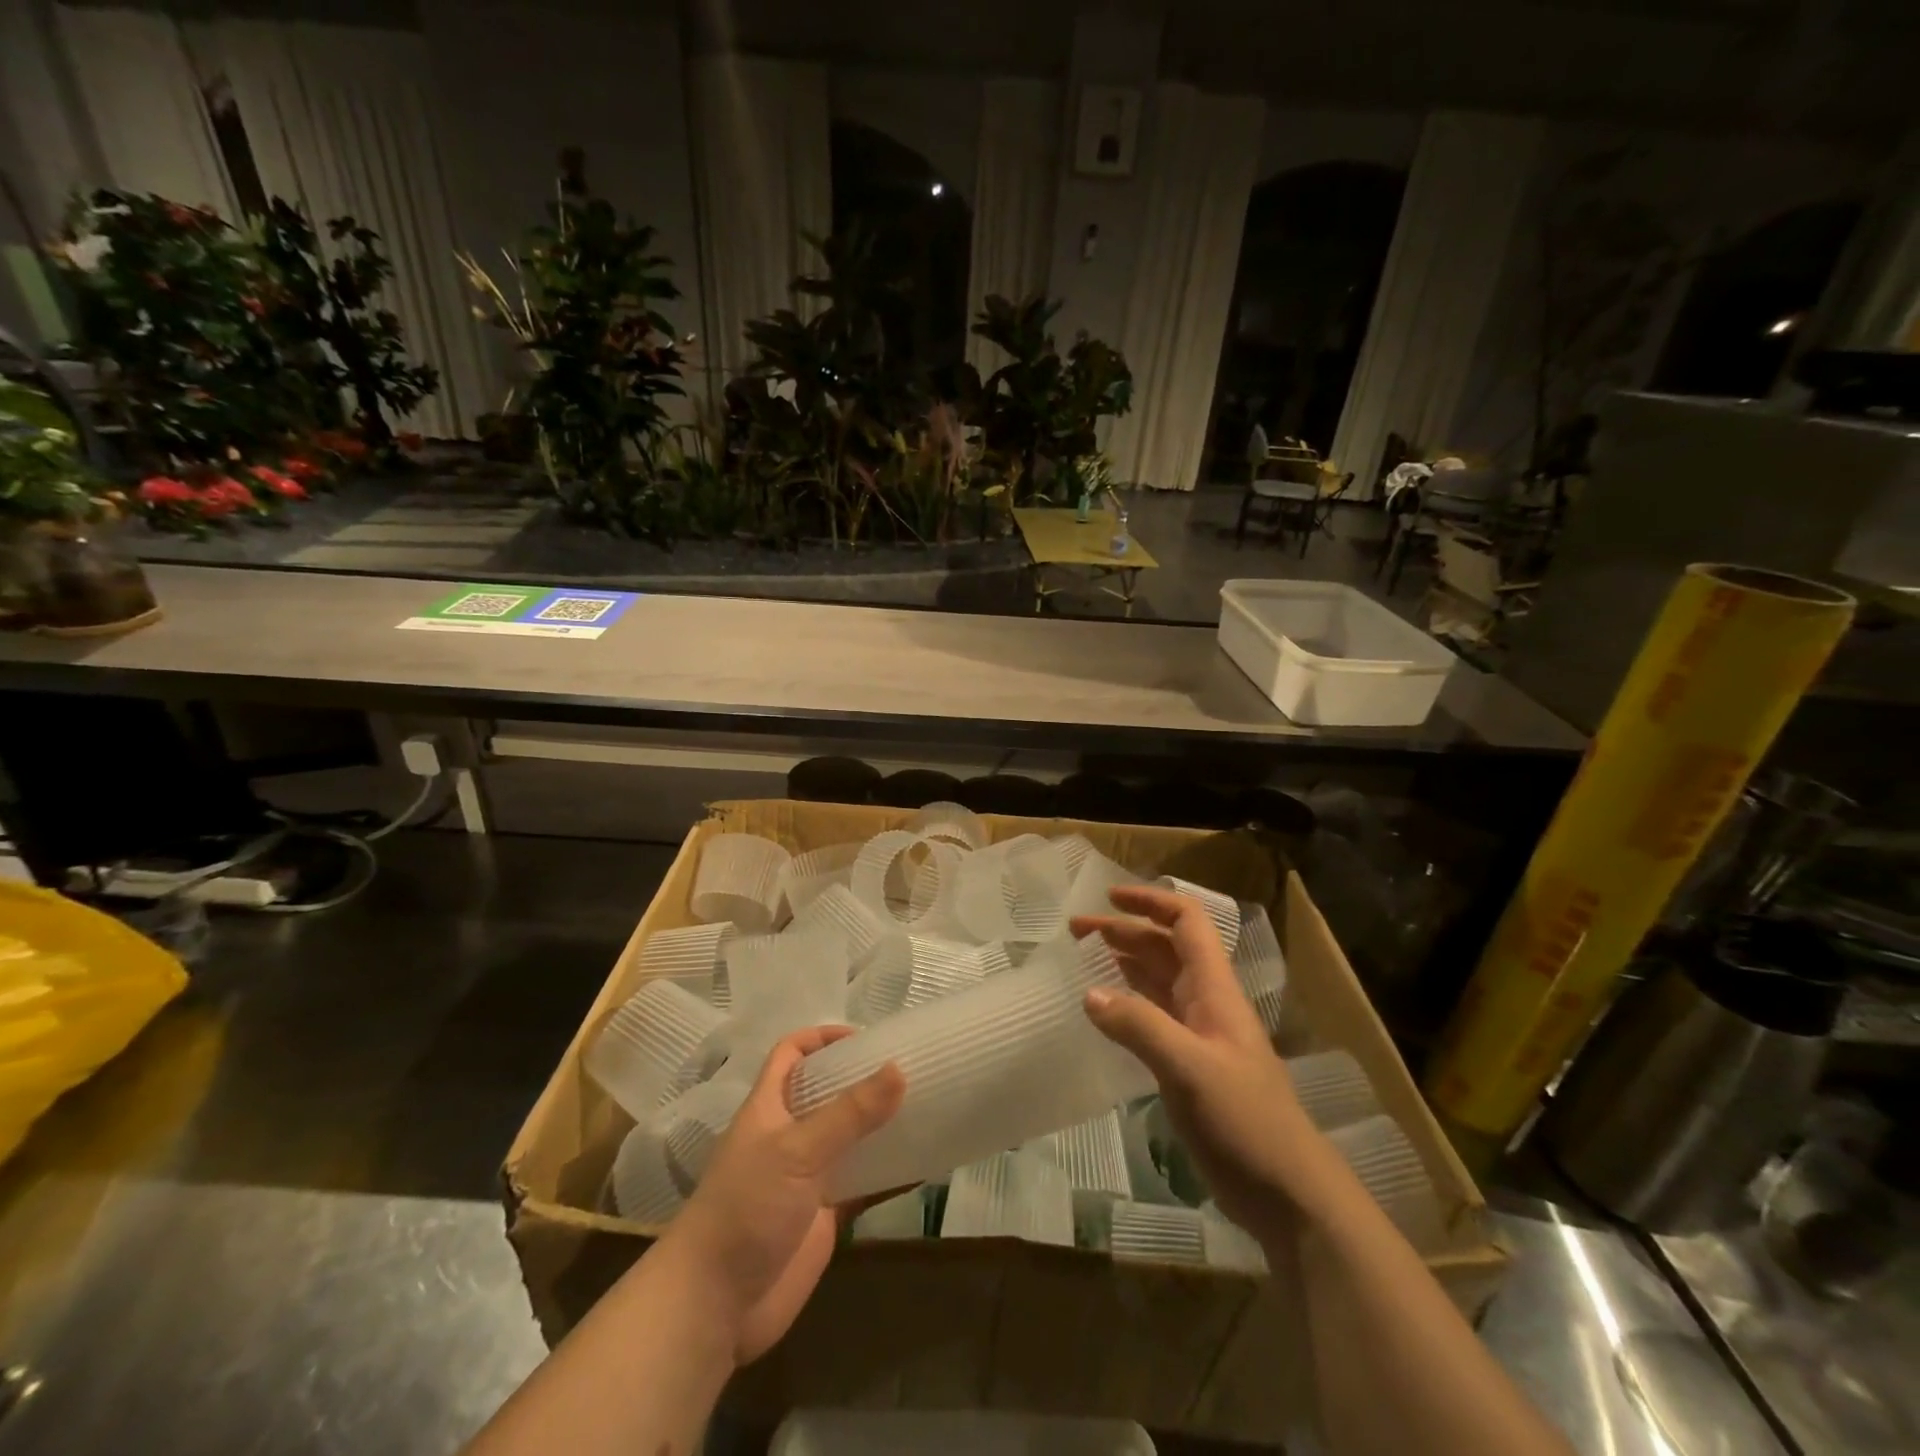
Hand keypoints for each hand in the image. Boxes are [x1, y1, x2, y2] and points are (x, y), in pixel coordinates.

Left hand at [661, 1026, 903, 1364]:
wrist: (714, 1307)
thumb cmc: (746, 1209)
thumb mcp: (797, 1151)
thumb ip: (849, 1113)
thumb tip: (898, 1069)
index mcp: (769, 1107)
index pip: (790, 1055)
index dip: (821, 1038)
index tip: (864, 1037)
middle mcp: (789, 1136)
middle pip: (827, 1093)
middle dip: (862, 1079)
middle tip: (909, 1068)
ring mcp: (807, 1178)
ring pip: (850, 1139)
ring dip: (881, 1125)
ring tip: (926, 1107)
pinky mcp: (824, 1217)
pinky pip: (864, 1185)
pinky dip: (891, 1175)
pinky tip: (924, 1165)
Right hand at [1072, 884, 1344, 1244]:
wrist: (1288, 1193)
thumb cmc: (1245, 1121)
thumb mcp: (1189, 1068)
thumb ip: (1139, 1026)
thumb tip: (1089, 994)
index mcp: (1214, 990)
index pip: (1186, 923)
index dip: (1150, 903)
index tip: (1108, 898)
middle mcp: (1206, 1003)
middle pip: (1164, 948)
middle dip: (1122, 932)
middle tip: (1074, 932)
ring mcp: (1199, 1036)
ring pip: (1156, 982)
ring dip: (1122, 963)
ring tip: (1080, 960)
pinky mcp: (1189, 1067)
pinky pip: (1151, 1019)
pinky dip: (1125, 1004)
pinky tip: (1101, 1012)